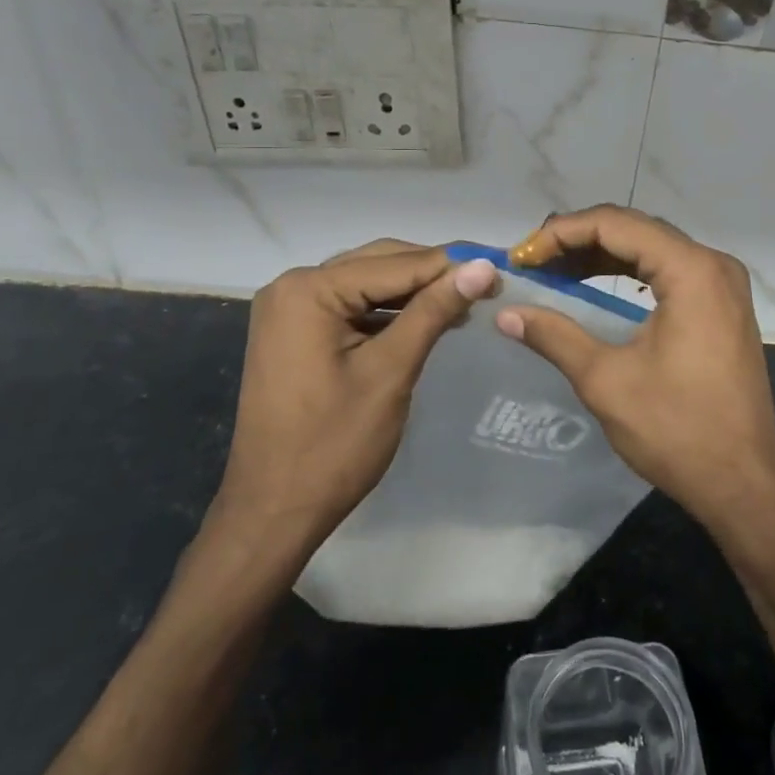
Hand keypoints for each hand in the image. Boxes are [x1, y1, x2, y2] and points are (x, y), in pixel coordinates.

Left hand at [208, 241, 498, 559]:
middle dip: (432, 275)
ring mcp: (290, 310)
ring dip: (413, 293)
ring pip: (367, 284)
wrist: (274, 511)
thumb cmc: (334, 445)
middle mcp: (293, 286)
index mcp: (309, 290)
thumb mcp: (391, 371)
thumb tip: (483, 266)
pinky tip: (425, 322)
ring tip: (465, 304)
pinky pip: (351, 307)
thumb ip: (434, 311)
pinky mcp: (295, 332)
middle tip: (487, 287)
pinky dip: (388, 313)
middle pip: (379, 264)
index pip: (395, 263)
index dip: (451, 267)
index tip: (501, 273)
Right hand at [502, 206, 774, 532]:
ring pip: (652, 249)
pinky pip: (669, 273)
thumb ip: (554, 336)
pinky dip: (630, 275)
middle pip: (636, 230)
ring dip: (602, 255)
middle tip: (531, 261)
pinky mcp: (723, 307)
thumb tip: (505, 313)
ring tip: (553, 271)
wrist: (744, 483)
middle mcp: (713, 264)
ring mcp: (723, 285)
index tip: (521, 256)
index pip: (615, 224)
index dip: (562, 233)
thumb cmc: (676, 429)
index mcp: (691, 270)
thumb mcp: (606, 380)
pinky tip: (596, 285)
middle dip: (579, 240)